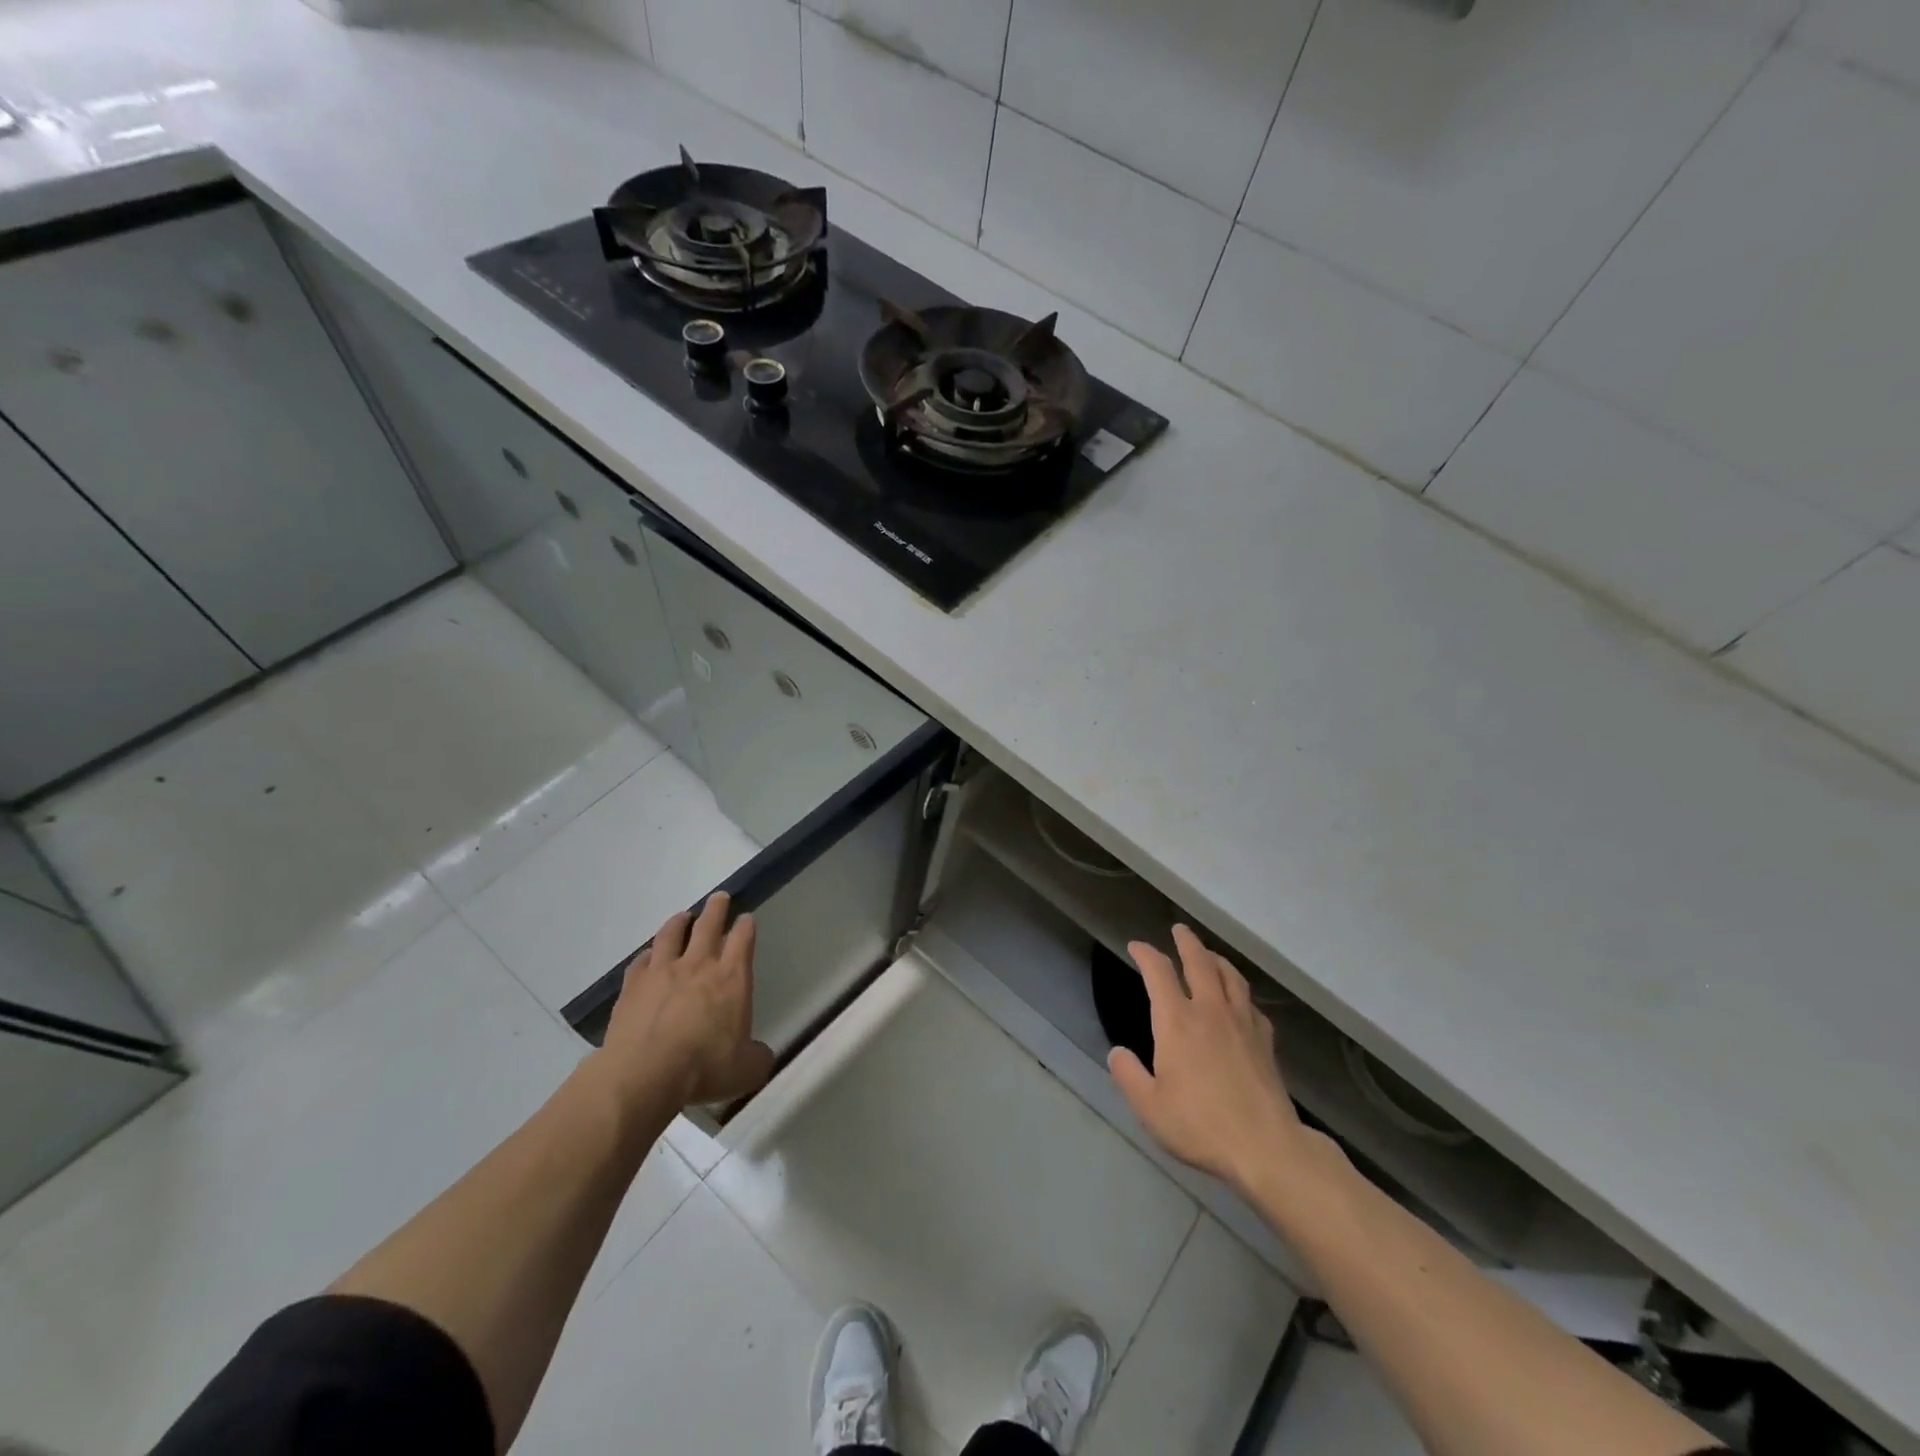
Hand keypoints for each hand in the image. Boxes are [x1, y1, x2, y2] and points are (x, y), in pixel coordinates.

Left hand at [601, 892, 774, 1107]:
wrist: (645, 1073)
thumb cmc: (705, 1067)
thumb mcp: (746, 1070)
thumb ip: (756, 1057)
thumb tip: (759, 1055)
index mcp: (731, 978)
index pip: (742, 940)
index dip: (746, 927)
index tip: (746, 918)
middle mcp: (698, 966)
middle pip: (708, 926)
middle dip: (716, 909)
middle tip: (719, 897)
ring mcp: (662, 973)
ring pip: (671, 935)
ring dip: (679, 922)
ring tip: (683, 916)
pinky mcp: (632, 987)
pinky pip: (641, 962)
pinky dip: (648, 955)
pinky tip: (649, 956)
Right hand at [1108, 925, 1312, 1194]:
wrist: (1265, 1147)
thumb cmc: (1200, 1125)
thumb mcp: (1150, 1107)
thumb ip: (1129, 1076)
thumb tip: (1117, 1052)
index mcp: (1177, 1021)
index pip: (1159, 972)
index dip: (1146, 954)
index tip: (1136, 946)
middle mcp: (1210, 1011)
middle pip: (1199, 962)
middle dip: (1187, 942)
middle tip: (1179, 929)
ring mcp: (1242, 1023)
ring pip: (1230, 977)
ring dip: (1216, 959)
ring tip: (1210, 955)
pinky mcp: (1265, 1041)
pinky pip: (1252, 1004)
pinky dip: (1241, 993)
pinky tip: (1241, 1001)